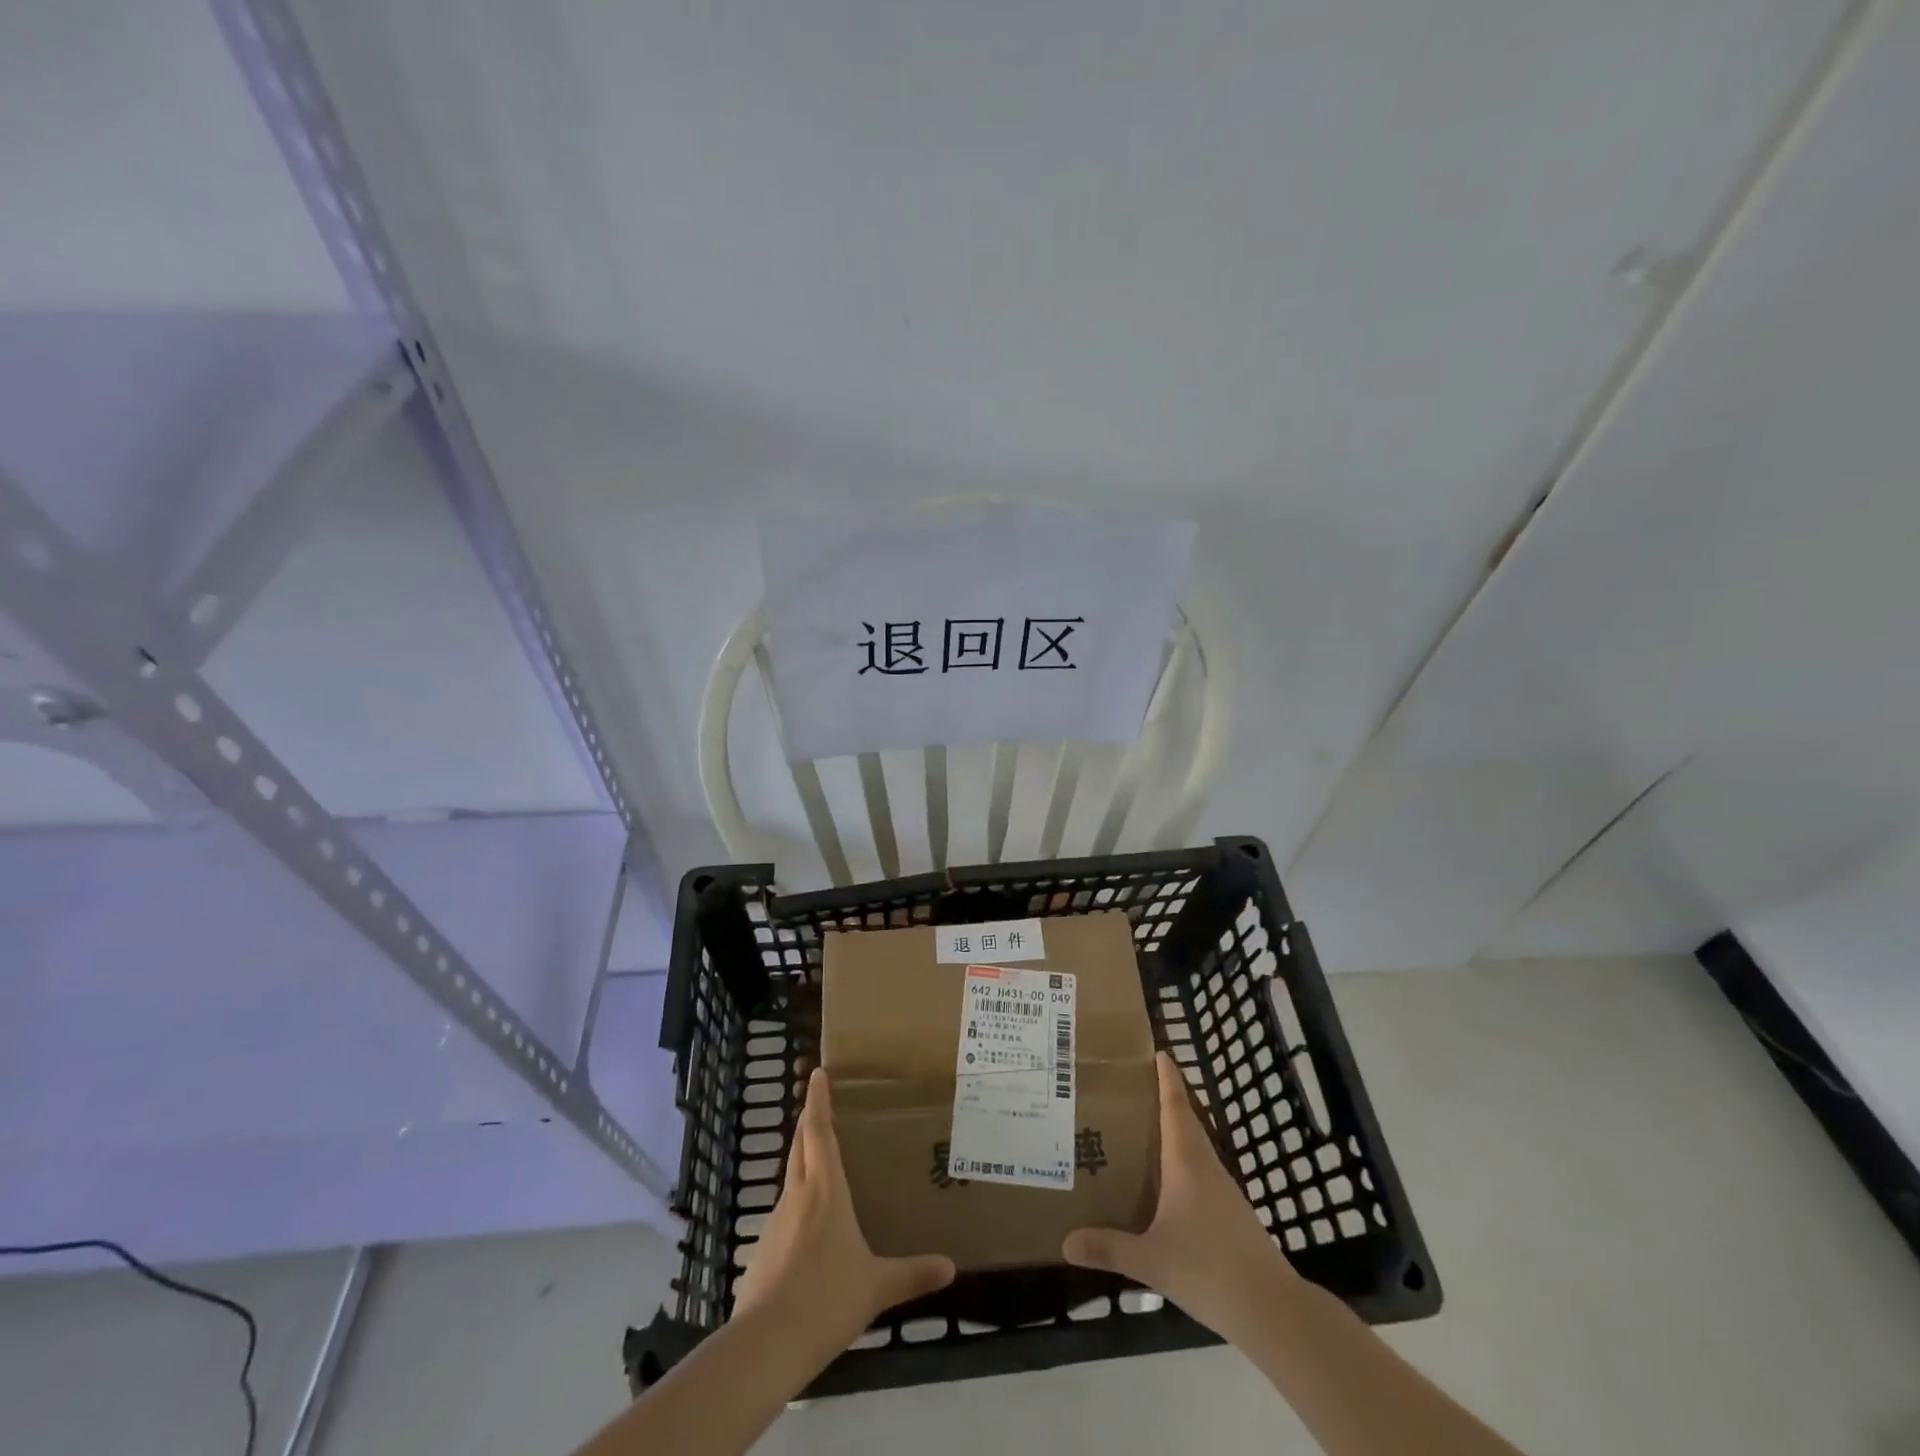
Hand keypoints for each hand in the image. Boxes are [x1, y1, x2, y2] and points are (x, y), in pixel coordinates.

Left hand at [732, 1068, 955, 1355]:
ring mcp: (775, 1224)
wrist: (766, 1345)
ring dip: (801, 1163)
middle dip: (807, 1122)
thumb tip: (951, 1267)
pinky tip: (806, 1231)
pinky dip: (795, 1207)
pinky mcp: (761, 1252)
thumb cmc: (827, 1300)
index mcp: (826, 1192)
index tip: (816, 1074)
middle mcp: (797, 1197)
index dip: (818, 1102)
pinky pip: (783, 1217)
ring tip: (818, 1165)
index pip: (820, 1133)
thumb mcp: (877, 1286)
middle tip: (816, 1105)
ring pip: (790, 1180)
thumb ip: (913, 1274)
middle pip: (800, 1147)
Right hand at [1064, 1051, 1301, 1346]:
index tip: (1157, 1051)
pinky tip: (1167, 1182)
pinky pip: (1201, 1172)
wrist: (1271, 1309)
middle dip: (1164, 1099)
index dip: (1168, 1077)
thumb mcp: (1151, 1260)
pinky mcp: (1232, 1213)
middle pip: (1186, 1120)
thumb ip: (1108, 1248)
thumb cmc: (1208, 1268)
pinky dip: (1182, 1161)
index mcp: (1187, 1161)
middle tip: (1132, 1088)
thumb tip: (1065, 1241)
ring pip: (1195, 1147)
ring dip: (1174, 1131)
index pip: (1176, 1105)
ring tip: (1142, 1129)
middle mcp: (1206, 1166)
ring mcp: (1224, 1190)